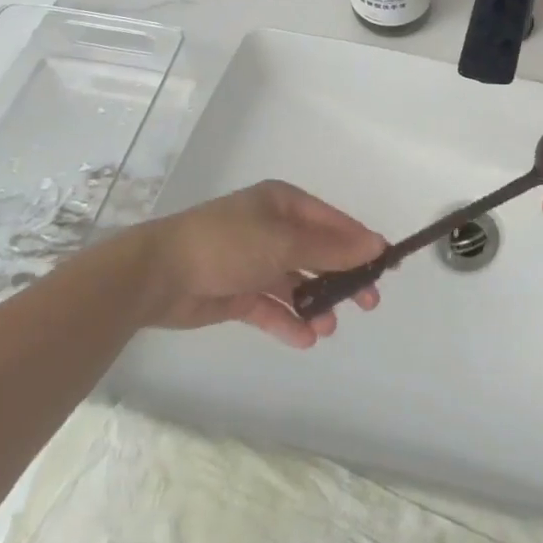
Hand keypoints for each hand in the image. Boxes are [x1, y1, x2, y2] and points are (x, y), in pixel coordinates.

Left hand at [116, 181, 386, 347]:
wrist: (158, 274)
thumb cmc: (228, 244)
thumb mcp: (285, 243)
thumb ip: (331, 250)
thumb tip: (377, 246)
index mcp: (284, 204)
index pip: (333, 222)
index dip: (359, 243)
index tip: (384, 266)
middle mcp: (272, 228)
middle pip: (318, 253)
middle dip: (341, 278)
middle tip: (367, 303)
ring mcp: (254, 260)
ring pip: (296, 283)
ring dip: (315, 304)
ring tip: (330, 327)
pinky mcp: (237, 292)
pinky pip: (272, 306)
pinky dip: (288, 321)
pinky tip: (306, 338)